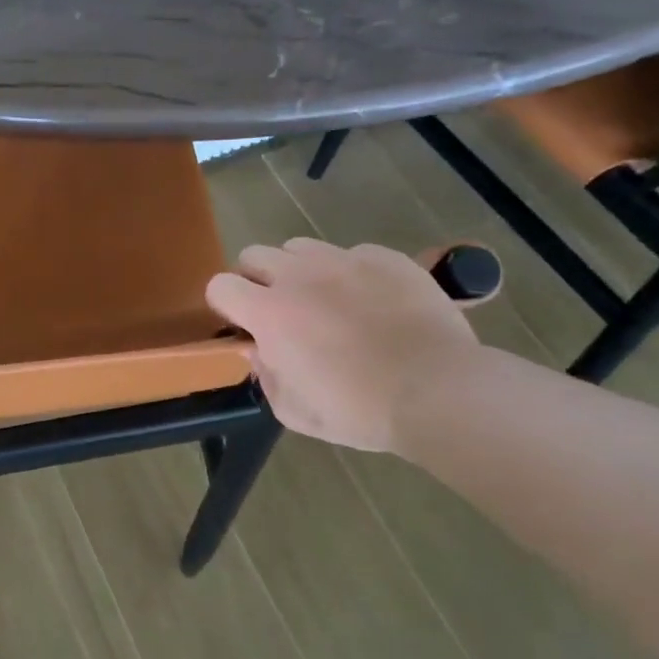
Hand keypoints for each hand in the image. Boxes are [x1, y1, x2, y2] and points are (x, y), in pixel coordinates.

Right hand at [207, 239, 480, 453]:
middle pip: (253, 254)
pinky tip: (372, 301)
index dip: (225, 304)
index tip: (242, 324)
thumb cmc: (358, 410)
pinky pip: (353, 253)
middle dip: (256, 279)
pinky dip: (351, 273)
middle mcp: (298, 276)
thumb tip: (259, 350)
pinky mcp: (385, 258)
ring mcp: (343, 260)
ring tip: (324, 299)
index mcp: (269, 313)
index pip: (220, 286)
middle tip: (279, 309)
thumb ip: (266, 375)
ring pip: (299, 247)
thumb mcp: (294, 411)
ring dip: (299, 269)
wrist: (438, 391)